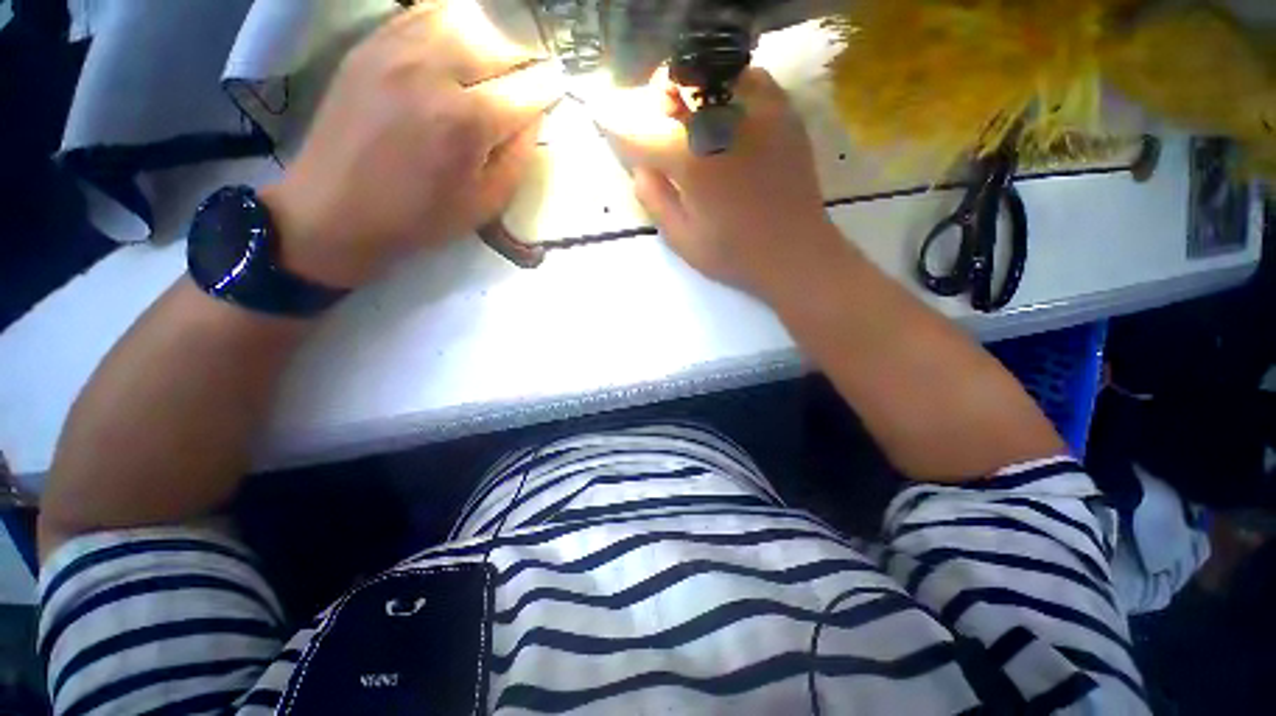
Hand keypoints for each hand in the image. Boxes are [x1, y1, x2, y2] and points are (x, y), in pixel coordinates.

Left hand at [263, 1, 563, 287]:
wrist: (334, 209)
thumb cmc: (419, 217)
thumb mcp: (485, 204)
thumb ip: (517, 158)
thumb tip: (533, 119)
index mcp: (466, 121)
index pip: (527, 89)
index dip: (549, 87)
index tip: (557, 88)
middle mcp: (433, 71)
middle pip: (497, 42)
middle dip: (524, 58)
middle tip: (529, 76)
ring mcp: (395, 50)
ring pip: (460, 17)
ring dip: (489, 36)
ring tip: (496, 58)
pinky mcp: (369, 45)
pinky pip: (420, 14)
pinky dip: (450, 23)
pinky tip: (458, 42)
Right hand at [598, 68, 837, 291]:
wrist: (796, 253)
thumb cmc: (734, 255)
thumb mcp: (681, 238)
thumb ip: (653, 196)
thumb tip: (640, 163)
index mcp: (692, 159)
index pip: (638, 129)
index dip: (616, 128)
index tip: (606, 126)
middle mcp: (722, 120)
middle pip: (673, 82)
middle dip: (656, 102)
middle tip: (660, 131)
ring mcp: (758, 109)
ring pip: (709, 73)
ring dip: (691, 93)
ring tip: (694, 124)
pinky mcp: (784, 110)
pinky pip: (747, 78)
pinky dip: (728, 90)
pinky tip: (727, 121)